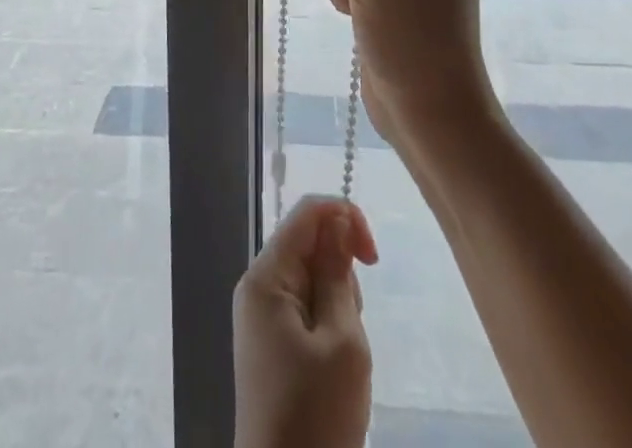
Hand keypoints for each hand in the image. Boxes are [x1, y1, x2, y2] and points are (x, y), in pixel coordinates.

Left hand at [233, 195, 377, 447]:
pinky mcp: (270, 343)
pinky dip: (327, 324)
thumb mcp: (342, 342)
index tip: (374, 259)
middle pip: (308, 244)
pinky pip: (304, 308)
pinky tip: (332, 365)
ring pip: (310, 278)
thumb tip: (337, 221)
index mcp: (266, 276)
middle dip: (340, 273)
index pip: (306, 213)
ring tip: (342, 356)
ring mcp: (261, 316)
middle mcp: (257, 286)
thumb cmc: (317, 418)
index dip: (344, 218)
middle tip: (352, 327)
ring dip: (337, 303)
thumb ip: (338, 273)